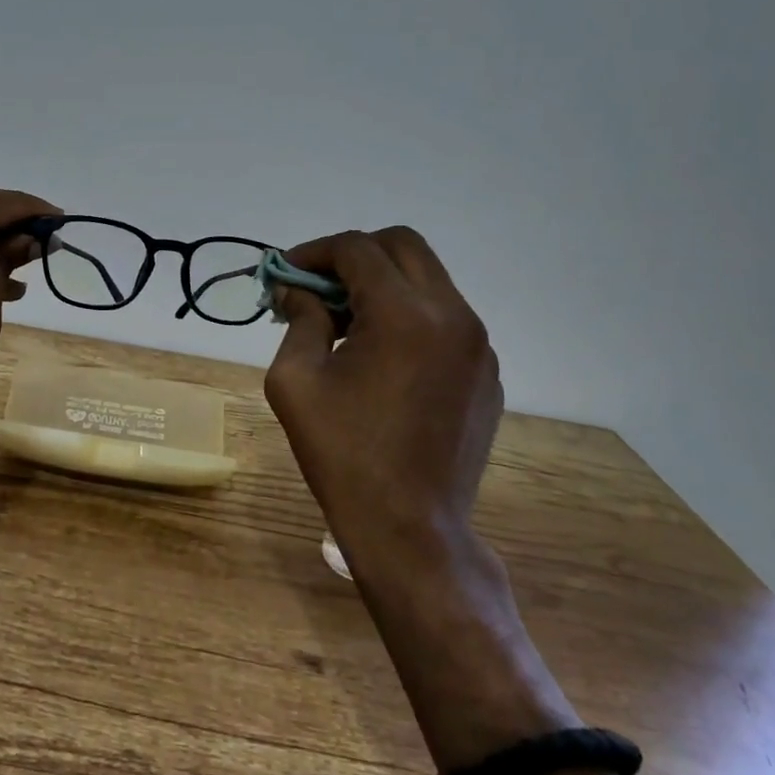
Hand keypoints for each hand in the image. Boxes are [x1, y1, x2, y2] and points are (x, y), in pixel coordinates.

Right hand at [263, 227, 504, 563]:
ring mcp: (479, 345)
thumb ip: (299, 319)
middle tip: (320, 285)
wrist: (411, 529)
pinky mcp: (487, 373)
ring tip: (345, 321)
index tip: (287, 272)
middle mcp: (452, 315)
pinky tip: (381, 356)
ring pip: (428, 279)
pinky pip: (446, 318)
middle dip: (355, 254)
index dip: (314, 252)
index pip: (357, 249)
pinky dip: (410, 315)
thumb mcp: (295, 380)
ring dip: (384, 283)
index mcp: (404, 315)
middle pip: (403, 245)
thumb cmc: (343, 454)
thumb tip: (298, 290)